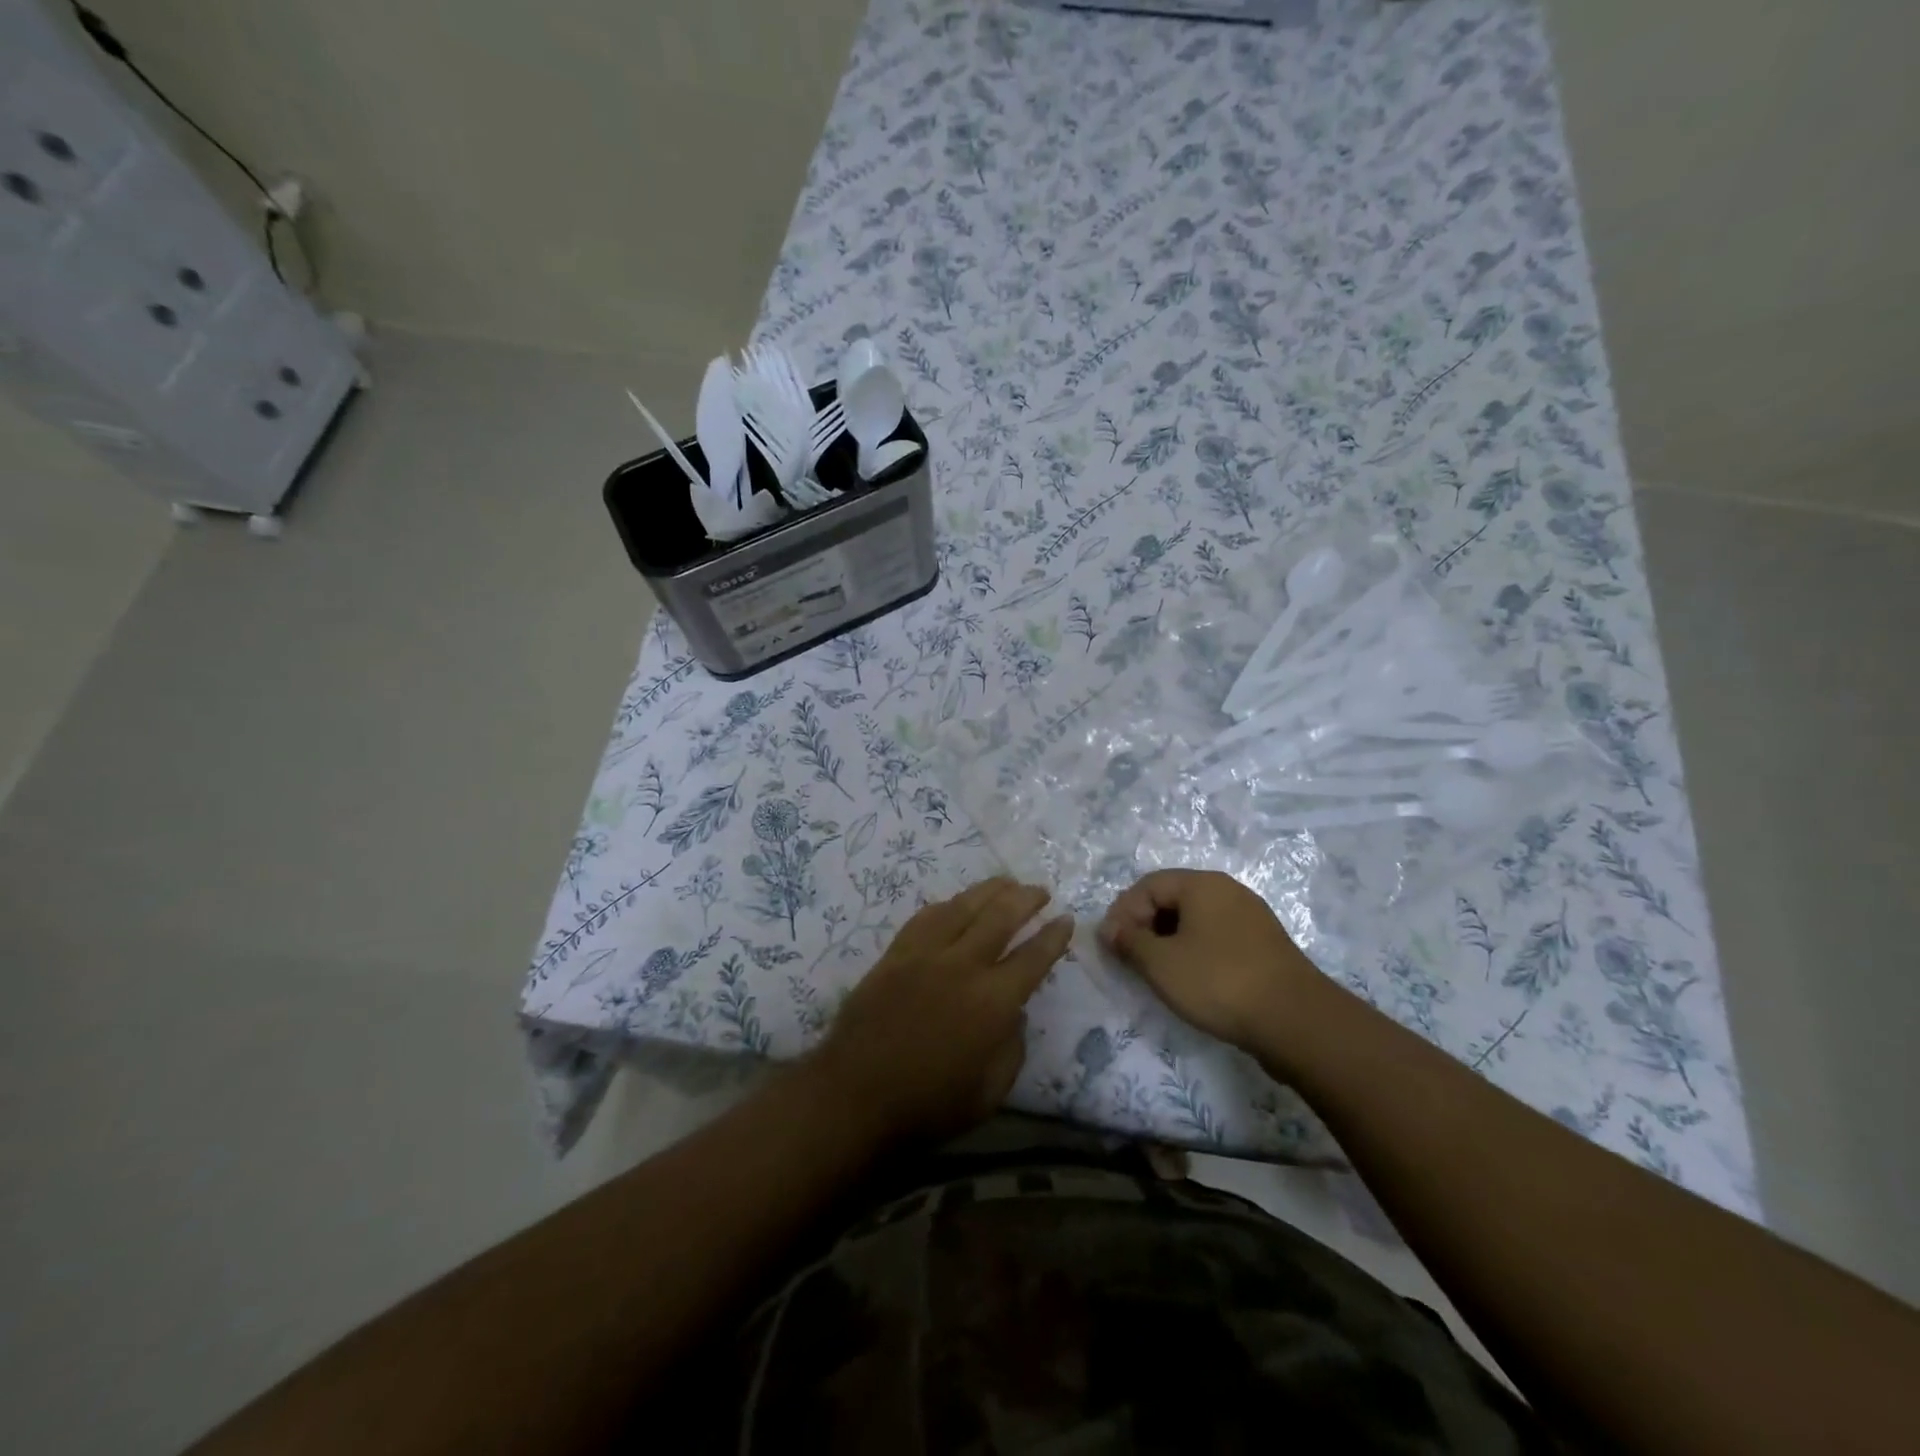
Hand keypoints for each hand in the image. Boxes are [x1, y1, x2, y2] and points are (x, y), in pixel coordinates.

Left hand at [810, 878, 1072, 1148]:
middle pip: (1000, 917)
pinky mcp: (895, 954)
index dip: (1054, 937)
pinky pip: (926, 917)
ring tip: (1007, 882)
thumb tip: (1015, 1013)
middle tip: (1041, 890)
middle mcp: (962, 966)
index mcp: (992, 1002)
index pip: (1033, 957)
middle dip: (1026, 899)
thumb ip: (1012, 1048)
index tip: (1066, 919)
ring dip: (990, 890)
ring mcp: (925, 954)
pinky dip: (948, 905)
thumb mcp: (990, 1092)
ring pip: (963, 907)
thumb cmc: (928, 1105)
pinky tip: (956, 902)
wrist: (855, 1096)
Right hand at [1098, 869, 1321, 1054]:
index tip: (1112, 946)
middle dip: (1145, 926)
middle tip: (1131, 959)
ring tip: (1159, 973)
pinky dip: (1196, 952)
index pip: (1148, 885)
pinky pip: (1217, 937)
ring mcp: (1251, 917)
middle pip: (1172, 898)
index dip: (1123, 912)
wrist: (1296, 1021)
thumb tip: (1109, 928)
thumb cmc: (1219, 981)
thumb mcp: (1161, 963)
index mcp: (1202, 884)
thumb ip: (1129, 941)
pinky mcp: (1265, 946)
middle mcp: (1228, 891)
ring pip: (1196, 920)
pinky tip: (1192, 980)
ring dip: (1169, 941)